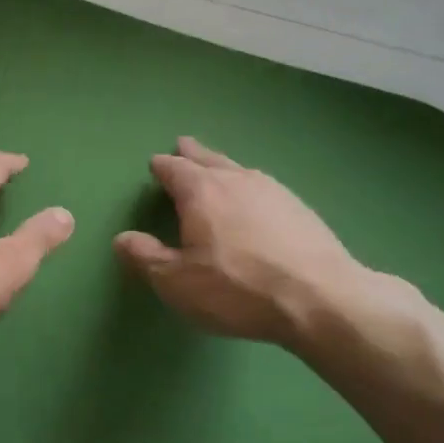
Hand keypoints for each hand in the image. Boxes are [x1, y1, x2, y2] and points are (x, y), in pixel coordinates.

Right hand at [113, 136, 412, 350]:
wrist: (322, 299)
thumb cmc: (238, 289)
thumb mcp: (178, 282)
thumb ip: (146, 258)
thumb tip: (122, 238)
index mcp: (201, 192)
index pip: (174, 169)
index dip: (162, 166)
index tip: (155, 163)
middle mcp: (236, 180)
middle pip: (208, 159)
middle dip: (192, 153)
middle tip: (183, 143)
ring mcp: (273, 191)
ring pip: (239, 169)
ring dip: (222, 166)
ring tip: (217, 166)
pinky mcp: (300, 208)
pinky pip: (263, 187)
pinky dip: (249, 186)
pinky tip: (255, 198)